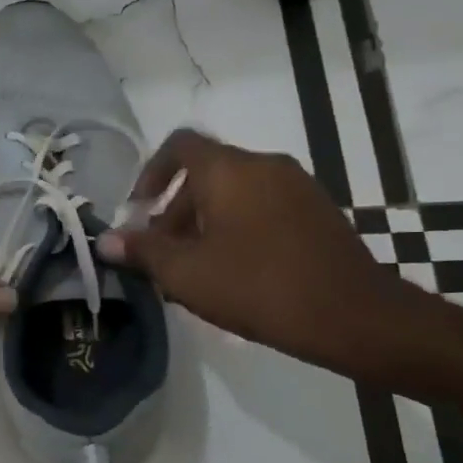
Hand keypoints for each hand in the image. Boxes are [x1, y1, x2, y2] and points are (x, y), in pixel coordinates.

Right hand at [97, 130, 416, 374]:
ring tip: (195, 269)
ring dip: (205, 222)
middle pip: (205, 173)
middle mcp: (264, 165)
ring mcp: (298, 187)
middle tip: (163, 253)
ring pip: (235, 192)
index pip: (179, 145)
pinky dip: (238, 227)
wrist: (357, 317)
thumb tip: (105, 241)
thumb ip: (142, 251)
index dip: (150, 173)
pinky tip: (235, 272)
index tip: (140, 210)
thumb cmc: (259, 286)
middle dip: (175, 210)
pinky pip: (263, 207)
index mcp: (229, 170)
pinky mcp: (319, 213)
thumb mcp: (186, 273)